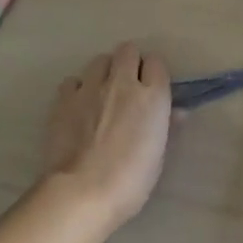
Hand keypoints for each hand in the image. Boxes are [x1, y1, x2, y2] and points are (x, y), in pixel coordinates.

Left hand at [40, 42, 172, 227]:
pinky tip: (78, 107)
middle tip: (128, 86)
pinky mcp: (64, 98)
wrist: (82, 191)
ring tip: (102, 94)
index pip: (156, 63)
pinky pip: (73, 80)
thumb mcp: (158, 156)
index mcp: (152, 96)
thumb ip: (167, 127)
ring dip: (104, 72)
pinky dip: (78, 89)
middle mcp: (122, 82)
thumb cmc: (130, 180)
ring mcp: (90, 87)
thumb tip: (178, 112)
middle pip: (127, 51)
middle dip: (130, 63)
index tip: (152, 89)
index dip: (154, 74)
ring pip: (99, 60)